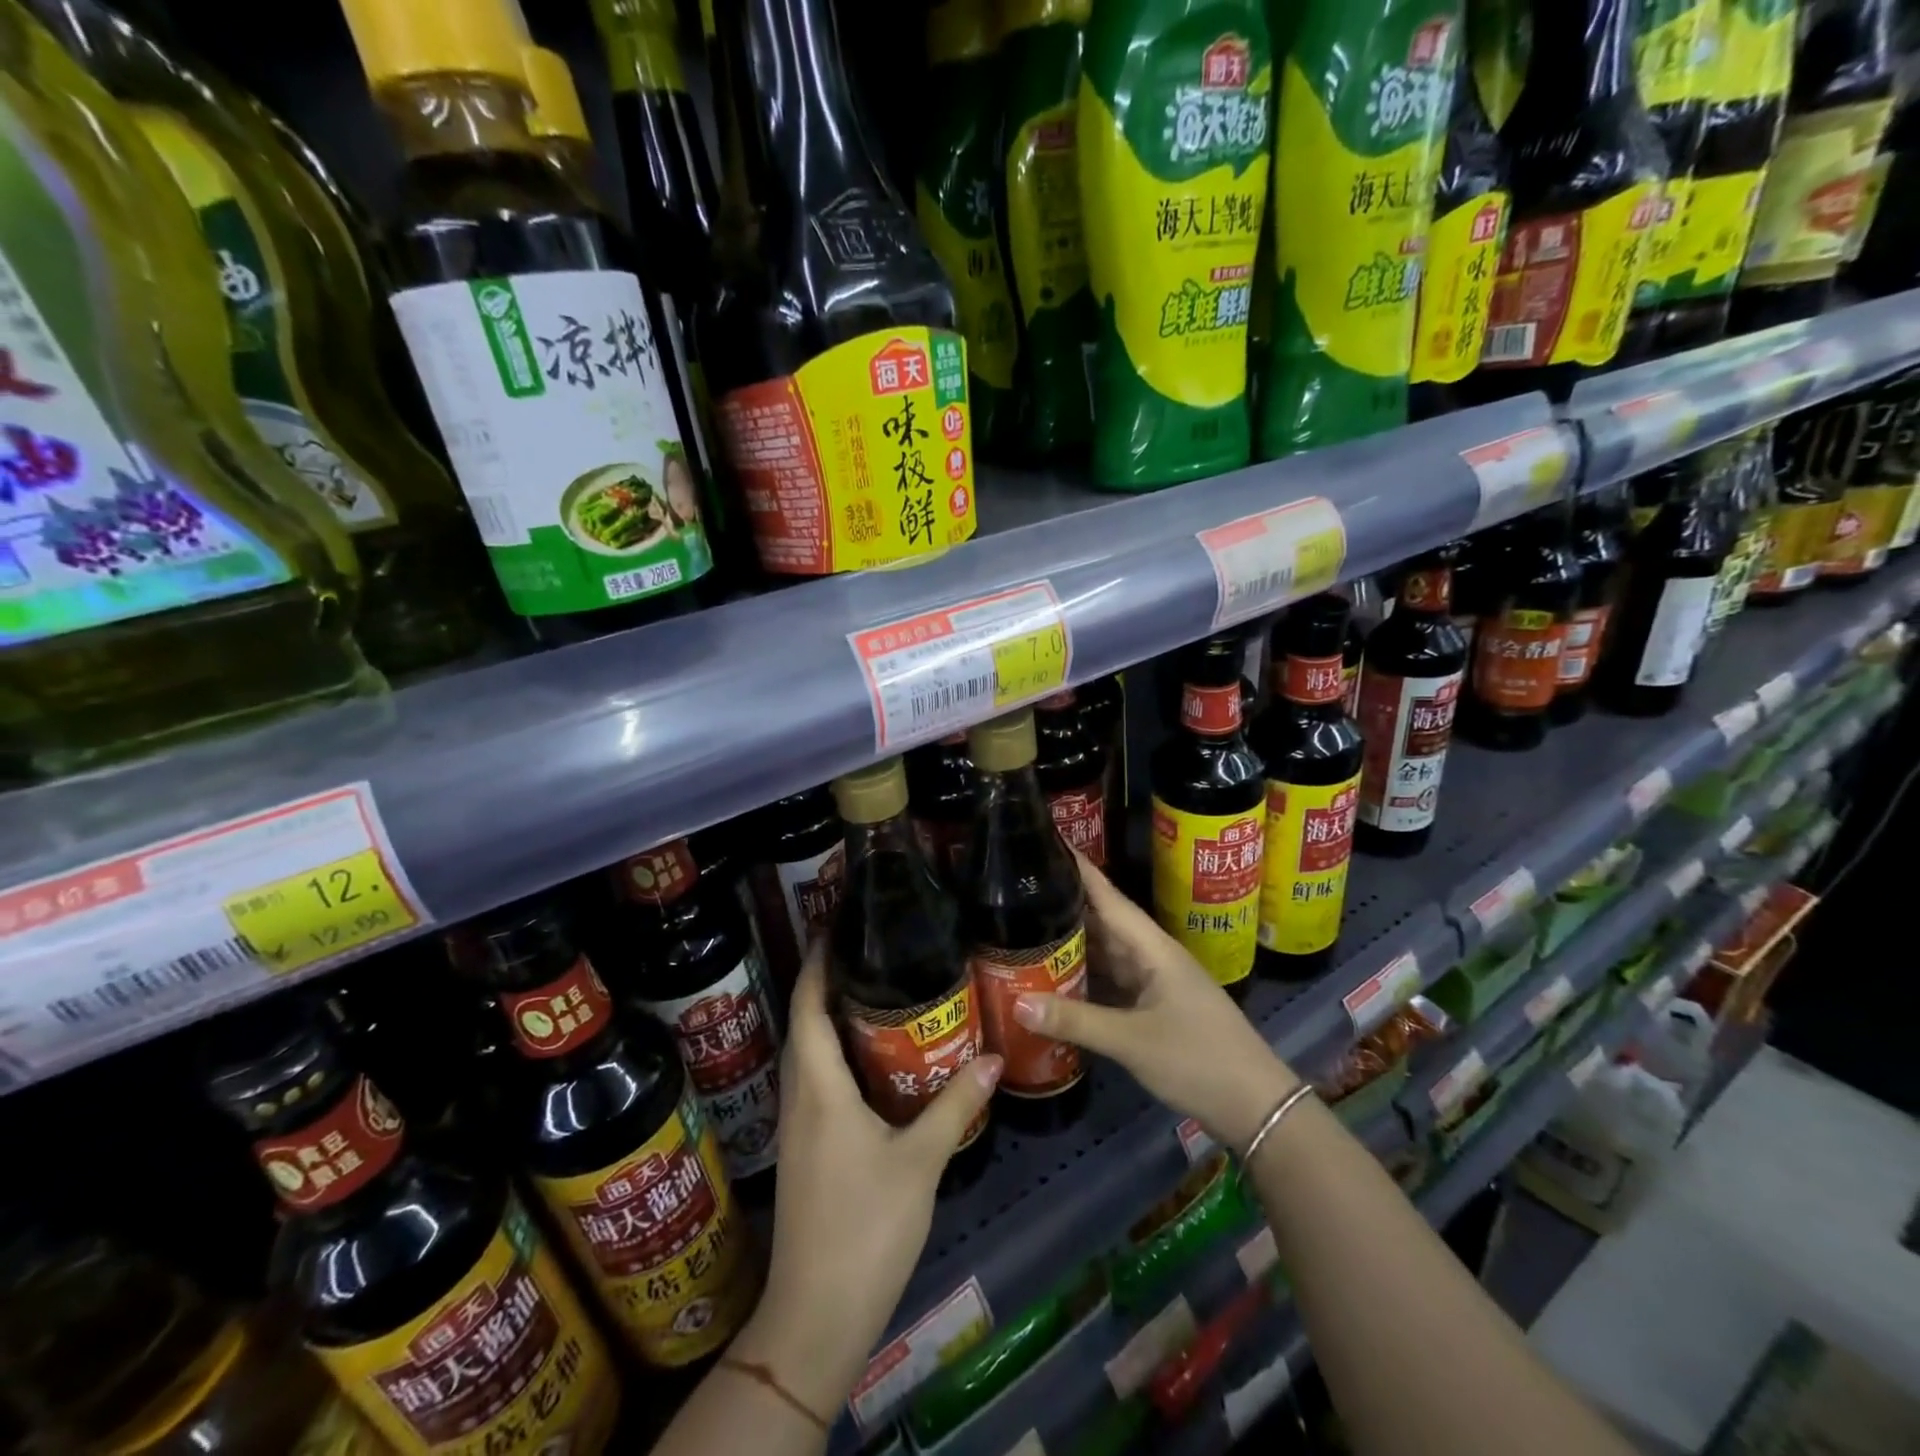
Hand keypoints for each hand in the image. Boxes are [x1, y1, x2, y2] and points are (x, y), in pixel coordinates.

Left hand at [734, 941, 1001, 1419]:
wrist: (817, 1314)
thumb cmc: (866, 1227)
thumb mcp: (920, 1161)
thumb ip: (954, 1104)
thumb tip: (993, 1056)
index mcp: (819, 1087)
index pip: (808, 1007)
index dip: (817, 963)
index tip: (835, 926)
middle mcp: (799, 1097)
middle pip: (804, 1023)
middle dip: (826, 982)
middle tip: (868, 950)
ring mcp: (797, 1126)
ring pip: (808, 1053)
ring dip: (829, 1018)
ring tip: (873, 991)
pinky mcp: (805, 1149)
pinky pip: (815, 1081)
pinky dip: (834, 1054)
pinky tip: (870, 1059)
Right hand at [1013, 854, 1296, 1152]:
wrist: (1255, 1106)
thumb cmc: (1198, 1060)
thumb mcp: (1132, 1041)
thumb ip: (1076, 1021)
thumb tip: (1016, 1003)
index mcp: (1152, 948)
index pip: (1108, 897)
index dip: (1079, 869)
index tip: (1047, 841)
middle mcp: (1151, 956)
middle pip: (1102, 922)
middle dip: (1064, 903)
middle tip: (1017, 889)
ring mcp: (1153, 982)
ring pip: (1105, 952)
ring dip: (1071, 941)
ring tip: (1024, 925)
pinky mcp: (1151, 1008)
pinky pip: (1110, 981)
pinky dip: (1083, 976)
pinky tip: (1054, 976)